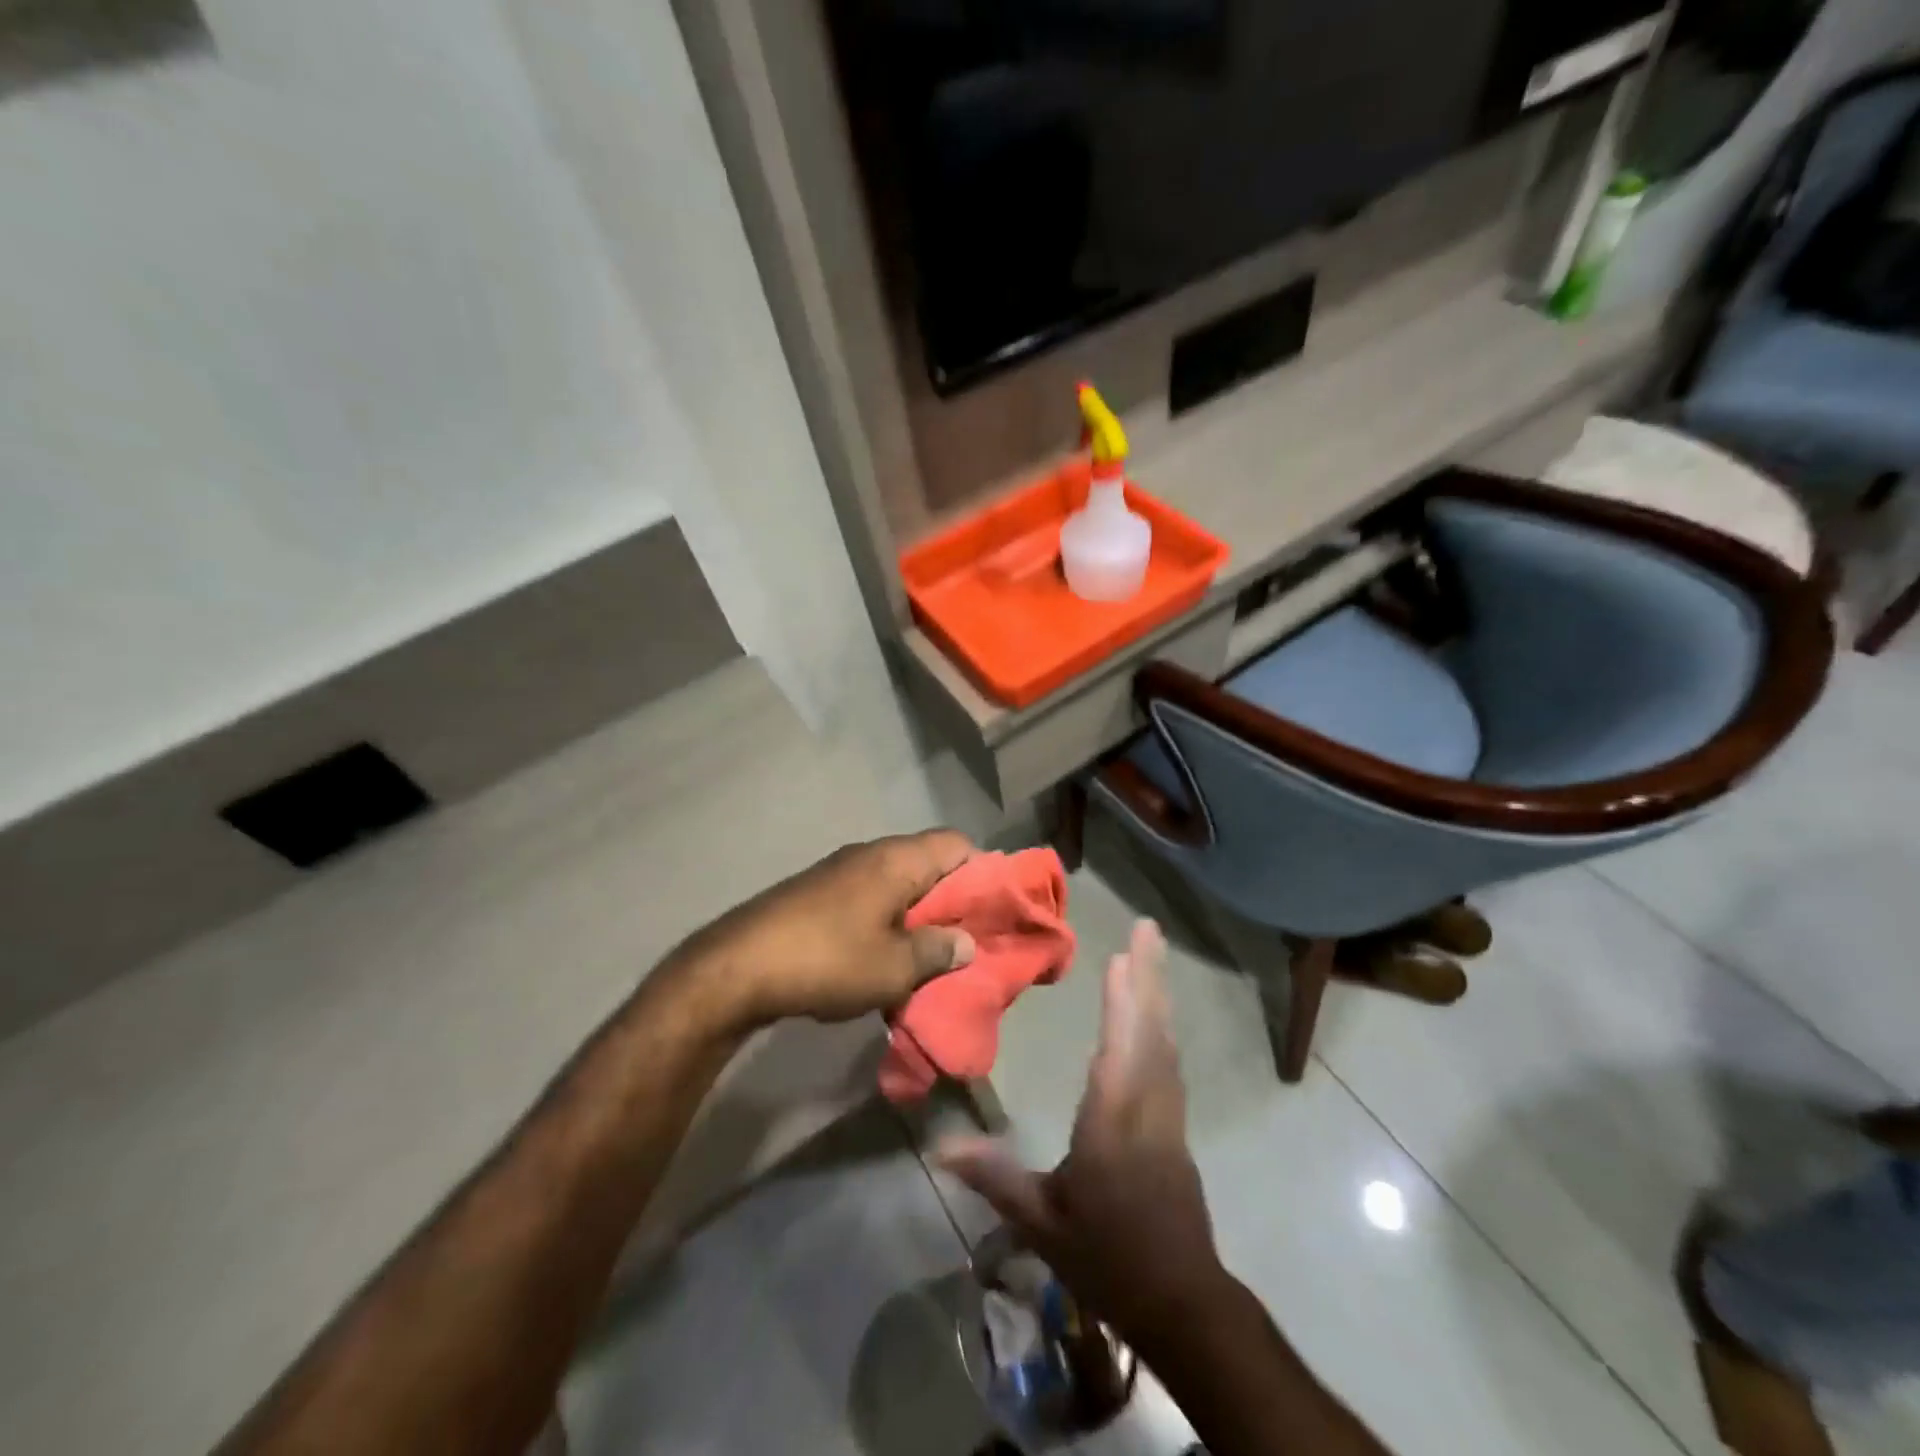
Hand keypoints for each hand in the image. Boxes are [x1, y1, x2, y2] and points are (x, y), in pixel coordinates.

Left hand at [675, 831, 978, 1029]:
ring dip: (917, 915)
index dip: (983, 873)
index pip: (957, 844)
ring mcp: (840, 870)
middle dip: (951, 901)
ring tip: (927, 957)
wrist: (737, 967)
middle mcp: (871, 854)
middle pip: (929, 863)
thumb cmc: (829, 960)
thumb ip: (938, 951)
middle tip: (964, 941)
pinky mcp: (817, 892)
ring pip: (898, 883)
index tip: (991, 912)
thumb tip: (966, 943)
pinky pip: (869, 897)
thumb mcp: (895, 967)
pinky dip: (886, 921)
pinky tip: (883, 958)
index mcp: (898, 859)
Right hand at [939, 920, 1229, 1345]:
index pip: (1120, 1049)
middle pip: (1151, 1030)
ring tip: (1148, 956)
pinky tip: (1152, 1019)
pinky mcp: (1176, 1128)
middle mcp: (1146, 1106)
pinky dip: (1159, 1027)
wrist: (1182, 1304)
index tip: (1122, 956)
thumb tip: (940, 1145)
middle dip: (1149, 975)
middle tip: (1148, 927)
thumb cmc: (1108, 1257)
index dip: (1123, 1000)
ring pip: (1165, 1042)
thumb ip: (995, 1177)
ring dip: (1157, 995)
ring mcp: (1168, 1116)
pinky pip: (1169, 1061)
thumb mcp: (1043, 1222)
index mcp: (1113, 1122)